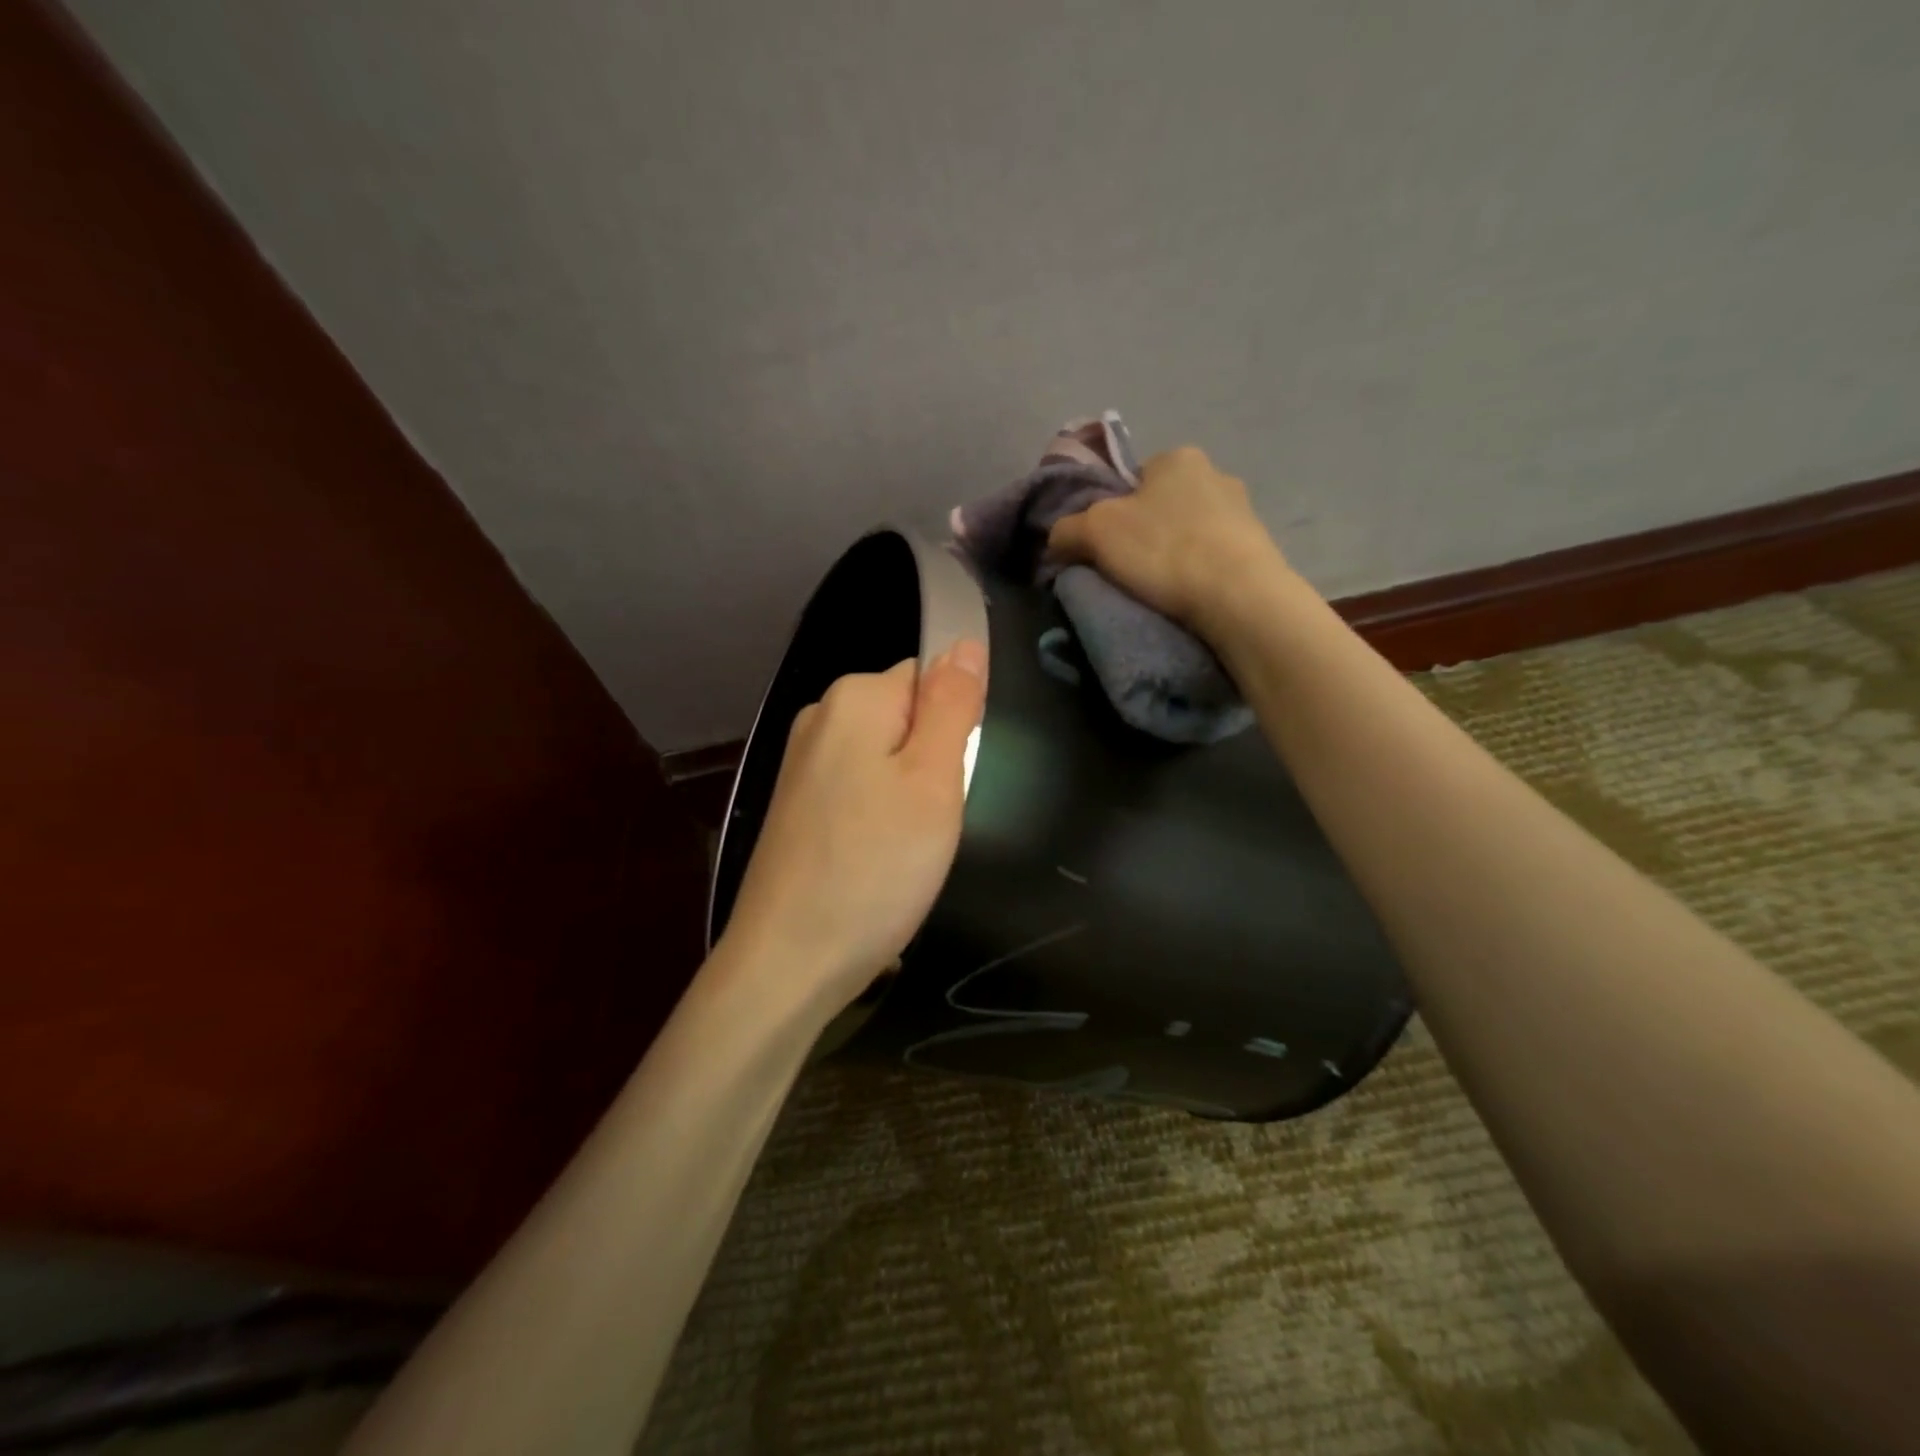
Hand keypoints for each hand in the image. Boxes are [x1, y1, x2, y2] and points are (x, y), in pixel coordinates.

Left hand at [720, 641, 988, 1014]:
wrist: (788, 962)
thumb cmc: (873, 868)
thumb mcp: (933, 781)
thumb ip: (953, 705)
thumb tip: (966, 642)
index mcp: (853, 699)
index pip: (930, 678)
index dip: (954, 728)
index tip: (951, 782)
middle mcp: (819, 718)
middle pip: (907, 718)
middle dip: (932, 762)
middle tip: (933, 821)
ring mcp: (801, 764)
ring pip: (886, 759)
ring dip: (909, 796)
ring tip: (907, 847)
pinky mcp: (796, 807)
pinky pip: (859, 791)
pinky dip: (879, 819)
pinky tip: (878, 859)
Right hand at [1046, 446, 1288, 636]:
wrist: (1238, 596)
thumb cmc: (1163, 549)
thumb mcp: (1094, 532)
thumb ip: (1066, 529)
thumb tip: (1057, 539)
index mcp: (1177, 457)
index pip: (1133, 480)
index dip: (1112, 512)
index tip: (1106, 546)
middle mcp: (1216, 473)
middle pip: (1161, 505)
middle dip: (1145, 533)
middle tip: (1128, 569)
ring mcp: (1244, 510)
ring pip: (1190, 531)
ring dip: (1174, 553)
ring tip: (1160, 588)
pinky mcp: (1260, 547)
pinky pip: (1214, 555)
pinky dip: (1199, 571)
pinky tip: (1190, 594)